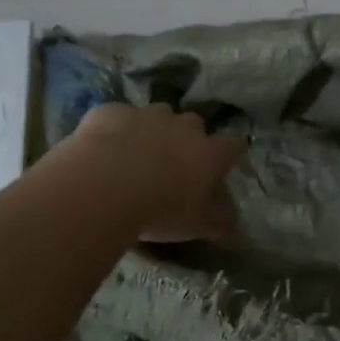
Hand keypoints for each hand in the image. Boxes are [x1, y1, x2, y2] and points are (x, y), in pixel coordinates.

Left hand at [73, 104, 244, 242]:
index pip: (234, 144)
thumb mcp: (197, 226)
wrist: (104, 189)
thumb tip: (235, 228)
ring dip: (153, 129)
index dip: (231, 152)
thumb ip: (220, 223)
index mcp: (210, 153)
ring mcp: (147, 115)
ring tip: (137, 153)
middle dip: (187, 138)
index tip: (225, 162)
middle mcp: (183, 127)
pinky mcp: (112, 112)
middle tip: (174, 162)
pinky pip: (118, 117)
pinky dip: (116, 129)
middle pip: (194, 124)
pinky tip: (104, 149)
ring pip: (157, 115)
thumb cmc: (161, 210)